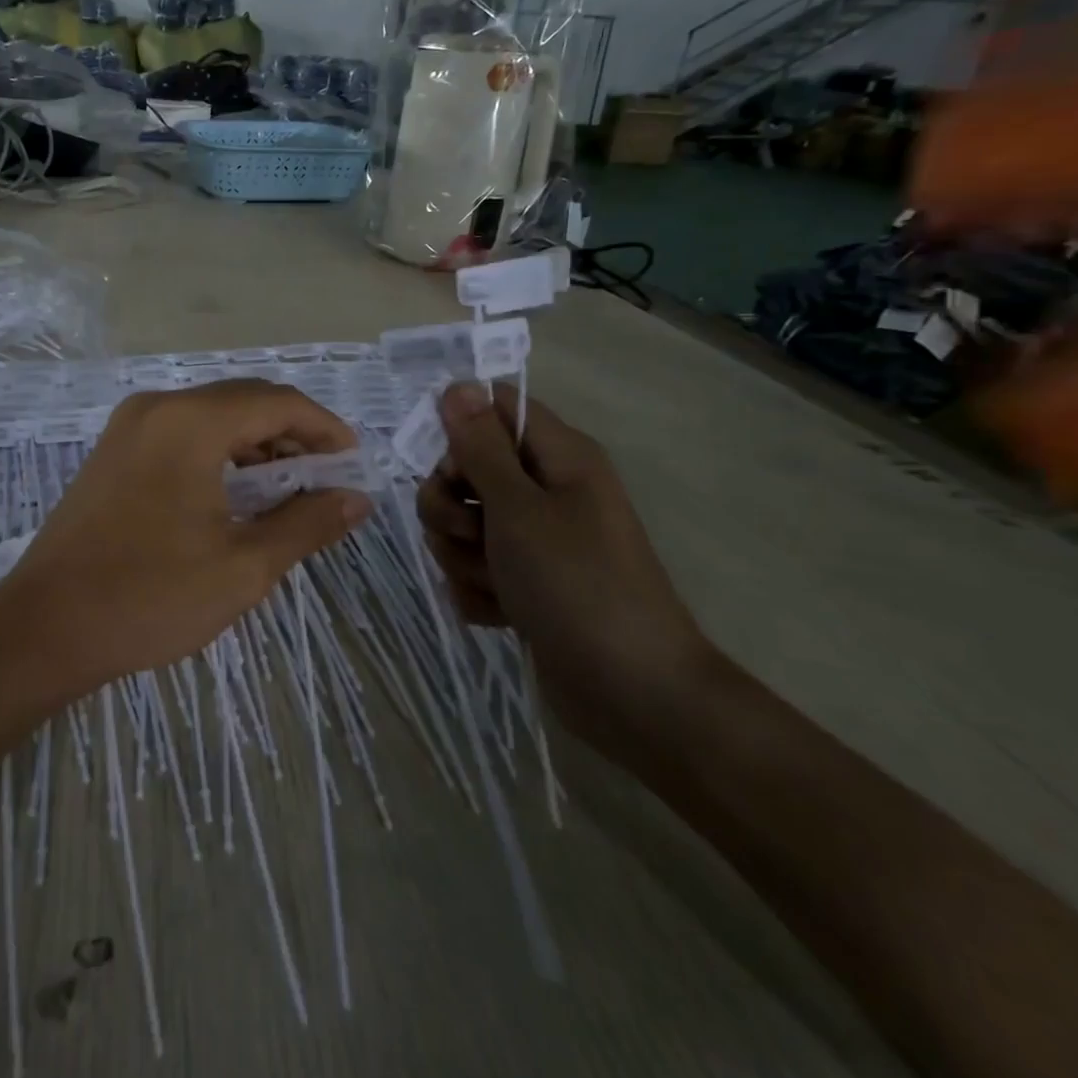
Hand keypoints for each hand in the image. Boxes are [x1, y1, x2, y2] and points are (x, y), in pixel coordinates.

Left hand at [0, 381, 372, 700]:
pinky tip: (237, 494)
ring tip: (288, 492)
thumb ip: (307, 524)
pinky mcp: (113, 452)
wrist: (46, 627)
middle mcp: (157, 407)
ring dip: (256, 445)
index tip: (353, 465)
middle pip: (244, 402)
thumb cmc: (150, 597)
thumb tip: (357, 499)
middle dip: (292, 435)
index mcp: (190, 422)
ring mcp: (129, 427)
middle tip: (326, 482)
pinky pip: (182, 434)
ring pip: (212, 417)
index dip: (324, 429)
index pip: (277, 402)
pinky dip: (220, 454)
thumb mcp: (243, 566)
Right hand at [416, 382, 718, 761]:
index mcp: (558, 457)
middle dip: (450, 506)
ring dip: (462, 555)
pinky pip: (473, 569)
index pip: (492, 409)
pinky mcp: (523, 583)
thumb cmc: (577, 584)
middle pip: (465, 470)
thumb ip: (480, 447)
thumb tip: (458, 385)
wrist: (630, 692)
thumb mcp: (518, 508)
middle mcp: (545, 490)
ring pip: (461, 524)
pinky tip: (500, 612)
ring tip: (497, 582)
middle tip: (473, 533)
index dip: (459, 430)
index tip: (446, 466)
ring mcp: (533, 540)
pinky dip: (477, 590)